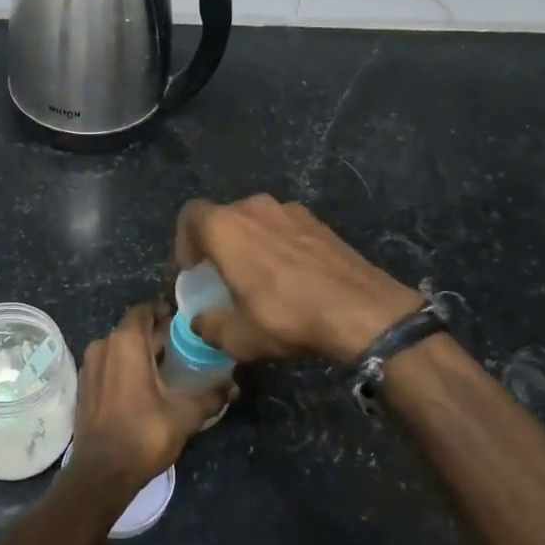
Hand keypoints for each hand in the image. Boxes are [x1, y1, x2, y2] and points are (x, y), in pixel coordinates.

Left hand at [66, 304, 227, 497]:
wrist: (101, 473)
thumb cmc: (144, 434)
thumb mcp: (185, 415)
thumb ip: (211, 396)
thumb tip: (233, 387)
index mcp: (126, 343)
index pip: (144, 311)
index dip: (163, 313)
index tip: (182, 323)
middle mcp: (103, 346)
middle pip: (131, 329)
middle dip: (155, 334)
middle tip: (181, 346)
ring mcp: (89, 367)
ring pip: (118, 347)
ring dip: (139, 351)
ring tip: (165, 365)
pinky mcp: (84, 387)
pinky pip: (108, 364)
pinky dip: (124, 367)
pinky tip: (143, 384)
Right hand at [174, 195, 421, 364]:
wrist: (360, 309)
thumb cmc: (286, 317)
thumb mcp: (238, 336)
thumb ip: (209, 326)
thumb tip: (200, 321)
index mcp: (226, 227)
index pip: (190, 216)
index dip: (184, 242)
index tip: (193, 271)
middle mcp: (255, 207)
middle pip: (224, 217)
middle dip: (217, 244)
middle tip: (223, 278)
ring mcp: (290, 210)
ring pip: (257, 221)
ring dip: (250, 244)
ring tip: (259, 278)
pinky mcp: (319, 221)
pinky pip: (284, 227)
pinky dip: (278, 246)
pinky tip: (292, 277)